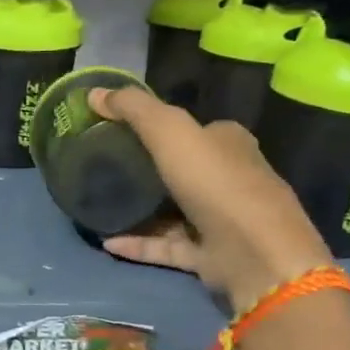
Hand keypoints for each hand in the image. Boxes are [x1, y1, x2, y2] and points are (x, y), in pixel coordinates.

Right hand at [90, 87, 332, 304]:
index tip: (116, 130)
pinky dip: (137, 244)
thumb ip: (133, 109)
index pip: (193, 129)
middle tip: (102, 168)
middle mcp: (228, 178)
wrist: (256, 254)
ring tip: (100, 206)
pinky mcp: (208, 256)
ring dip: (139, 210)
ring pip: (172, 211)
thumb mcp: (170, 131)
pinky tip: (106, 242)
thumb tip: (93, 93)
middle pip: (182, 169)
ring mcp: (219, 221)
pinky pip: (164, 246)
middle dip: (146, 168)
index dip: (158, 126)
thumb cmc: (216, 182)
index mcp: (228, 143)